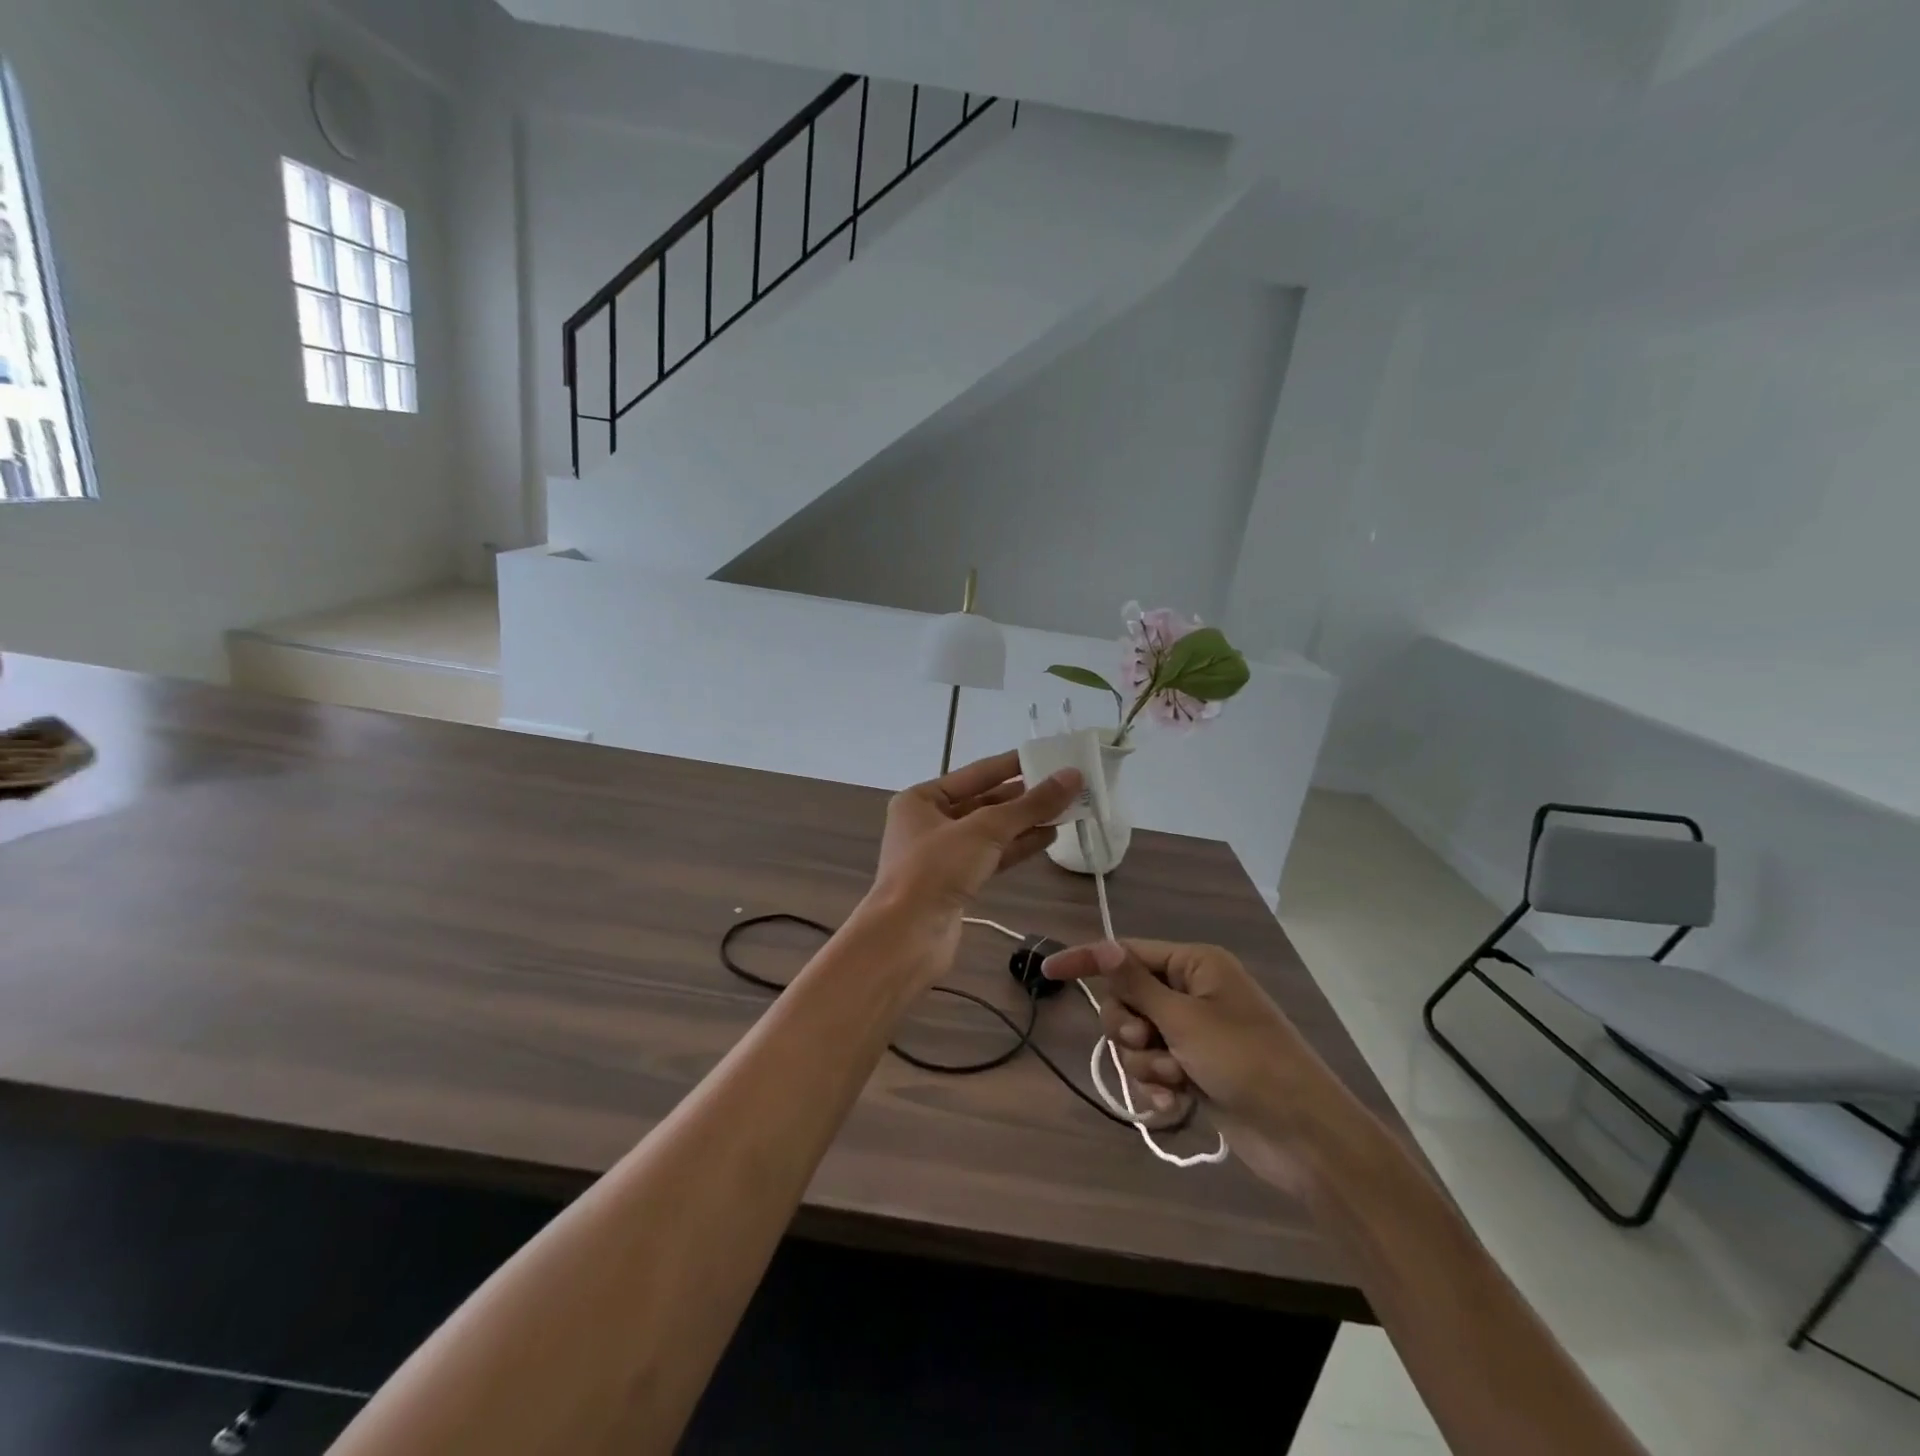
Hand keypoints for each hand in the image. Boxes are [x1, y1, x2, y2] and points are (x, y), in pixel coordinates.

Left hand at [862, 751, 1079, 973]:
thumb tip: (1072, 776)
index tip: (1049, 756)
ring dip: (1025, 822)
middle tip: (1066, 786)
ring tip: (1065, 810)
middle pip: (984, 802)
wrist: (907, 937)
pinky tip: (1048, 838)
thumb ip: (1030, 805)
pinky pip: (992, 856)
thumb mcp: (985, 830)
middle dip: (1023, 796)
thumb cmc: (936, 870)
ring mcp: (942, 856)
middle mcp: (929, 823)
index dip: (1013, 765)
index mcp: (921, 799)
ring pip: (990, 832)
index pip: (975, 773)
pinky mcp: (956, 883)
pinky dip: (1018, 847)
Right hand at [1043, 939, 1355, 1196]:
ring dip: (1145, 1062)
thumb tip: (1104, 946)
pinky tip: (1175, 1103)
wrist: (1303, 1136)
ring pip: (1136, 1038)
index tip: (1049, 969)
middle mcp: (1191, 993)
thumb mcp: (1186, 1019)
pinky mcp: (1194, 1069)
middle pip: (1127, 999)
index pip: (1127, 953)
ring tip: (1175, 1080)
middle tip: (1147, 1044)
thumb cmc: (1246, 1062)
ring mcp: (1193, 1033)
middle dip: (1129, 1028)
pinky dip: (1157, 1083)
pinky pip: (1153, 1067)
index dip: (1088, 960)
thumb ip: (1137, 985)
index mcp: (1195, 966)